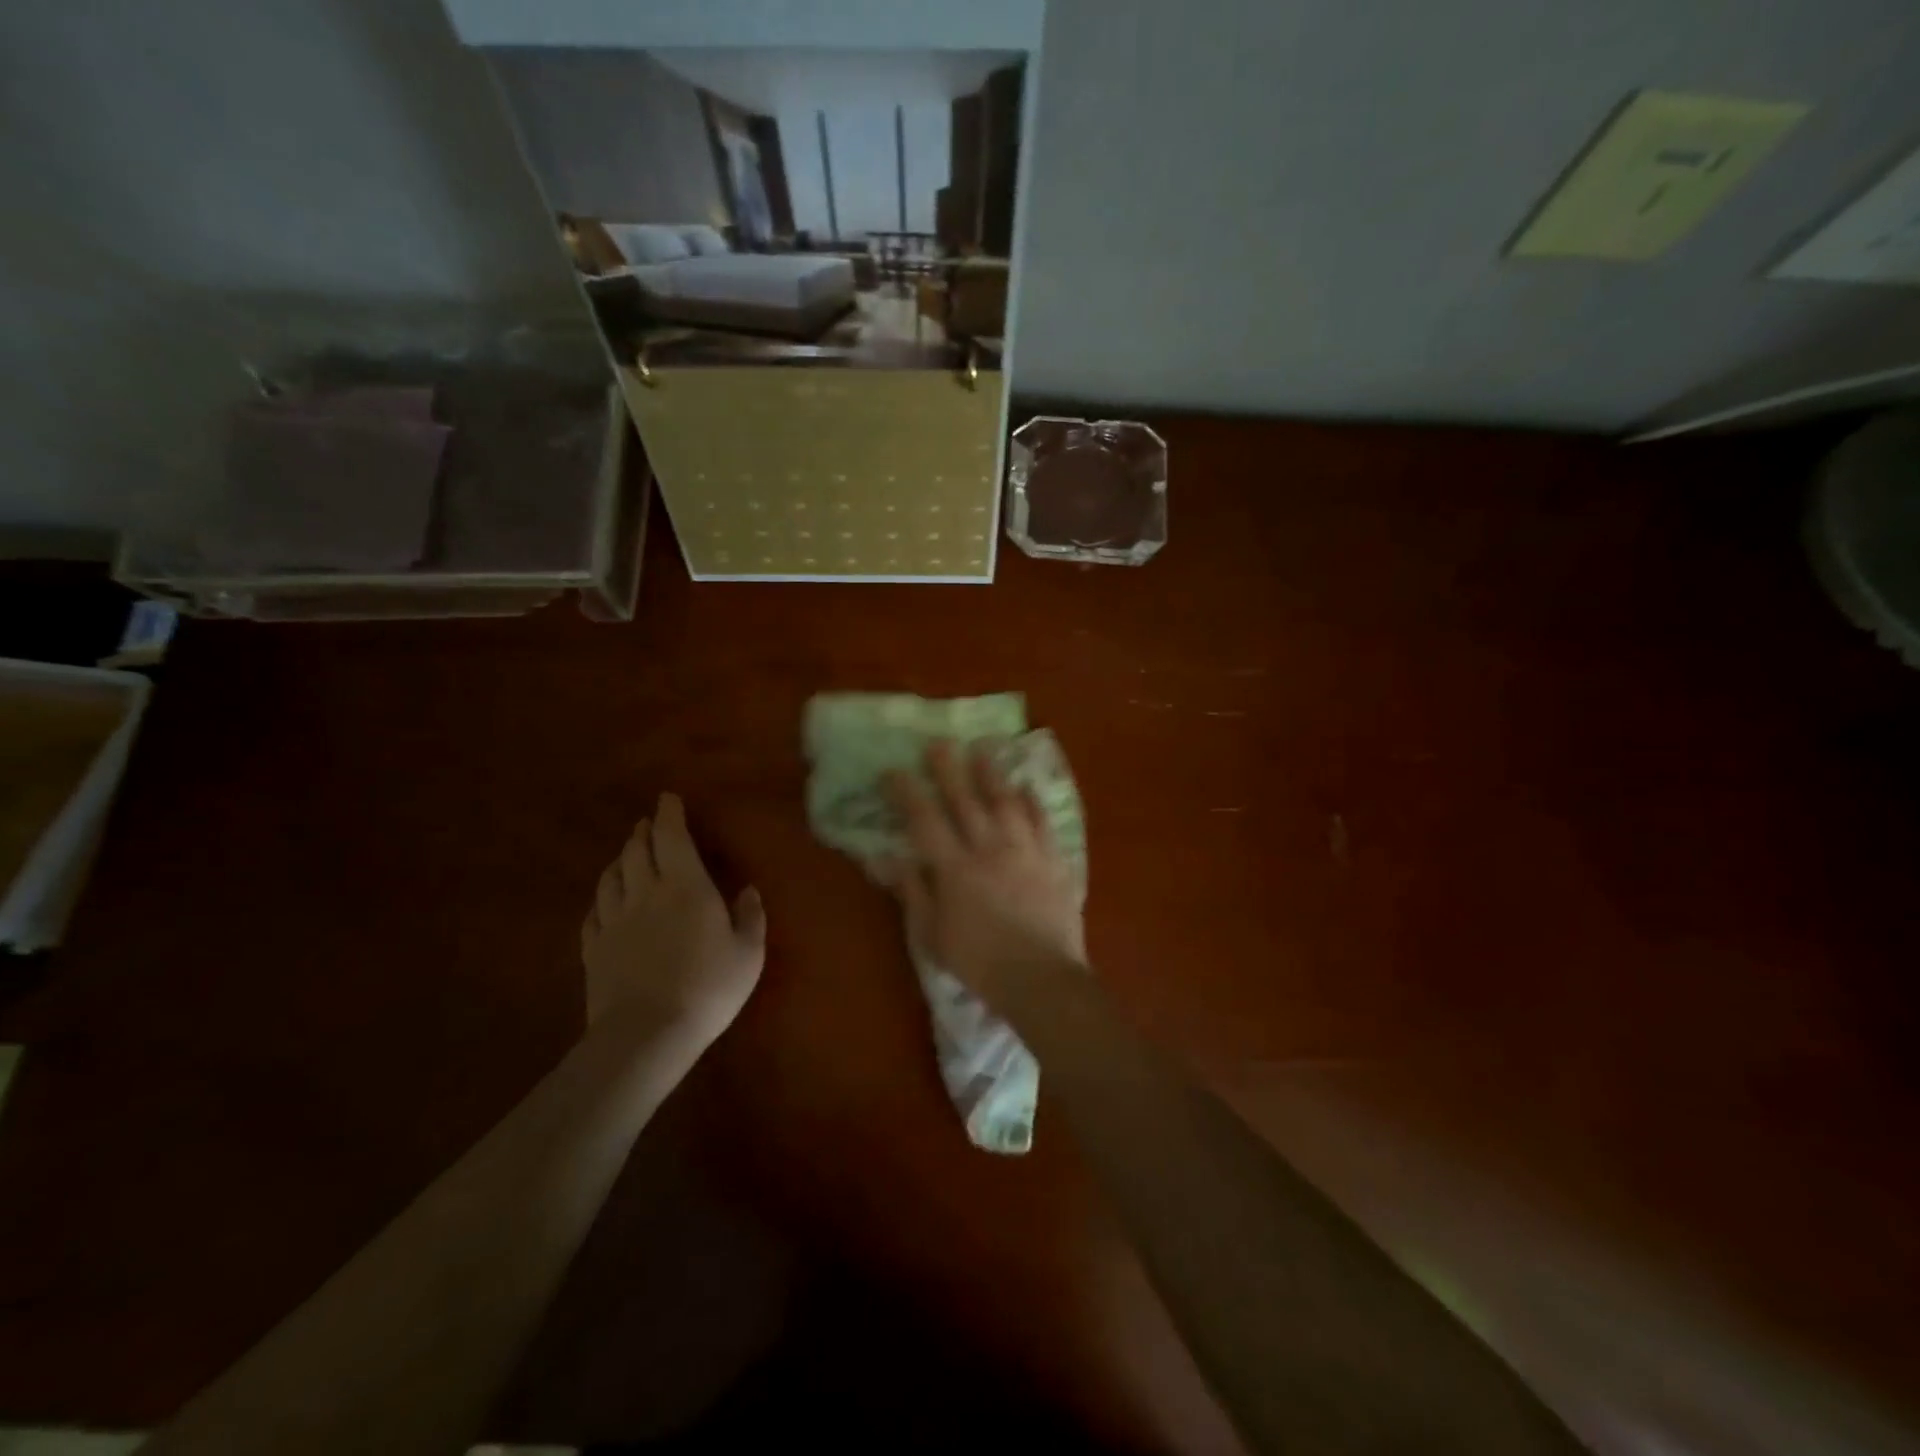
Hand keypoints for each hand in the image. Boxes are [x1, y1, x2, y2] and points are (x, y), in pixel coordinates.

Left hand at [580, 793, 765, 1049]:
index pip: (672, 836)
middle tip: (649, 824)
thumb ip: (750, 917)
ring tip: (628, 854)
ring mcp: (614, 921)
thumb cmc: (708, 988)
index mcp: (685, 886)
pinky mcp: (594, 948)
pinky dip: (602, 897)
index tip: (668, 798)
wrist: (647, 1034)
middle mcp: (645, 893)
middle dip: (643, 832)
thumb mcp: (748, 953)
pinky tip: (607, 901)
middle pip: (637, 850)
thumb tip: (748, 890)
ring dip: (621, 859)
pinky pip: (594, 912)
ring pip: (611, 876)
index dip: (669, 814)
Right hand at [880, 740, 1084, 1006]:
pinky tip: (1027, 787)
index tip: (893, 771)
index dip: (906, 793)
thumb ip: (913, 892)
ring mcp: (1025, 850)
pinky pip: (1042, 822)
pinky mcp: (1054, 860)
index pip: (924, 820)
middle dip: (948, 768)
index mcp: (954, 868)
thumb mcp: (932, 935)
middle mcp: (989, 848)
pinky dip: (1033, 802)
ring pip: (1006, 801)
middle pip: (965, 800)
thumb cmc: (979, 963)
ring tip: (982, 750)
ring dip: (991, 773)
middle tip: (937, 743)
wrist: (1042, 979)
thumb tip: (888, 859)